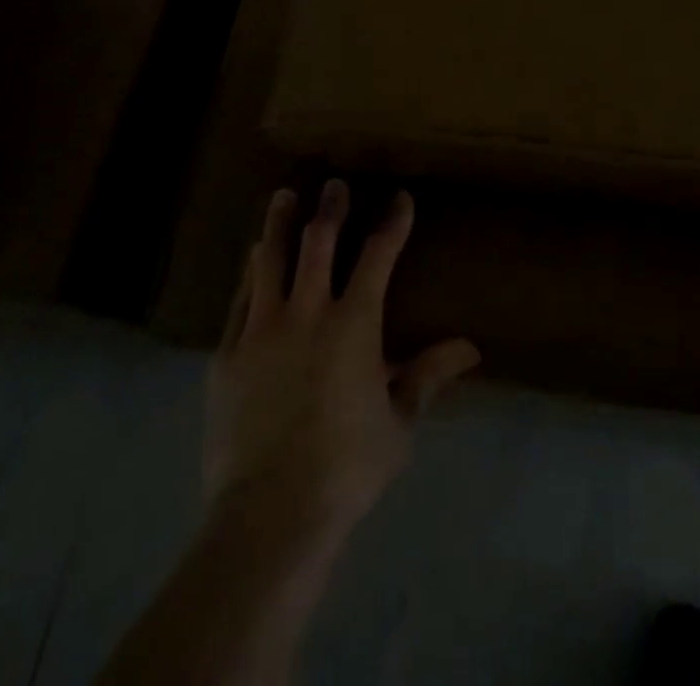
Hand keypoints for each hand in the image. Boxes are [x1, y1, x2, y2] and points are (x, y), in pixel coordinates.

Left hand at [204, 180, 480, 553]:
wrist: (269, 514)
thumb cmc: (346, 467)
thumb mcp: (398, 422)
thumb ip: (428, 375)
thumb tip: (470, 348)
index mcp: (354, 324)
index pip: (378, 256)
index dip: (392, 223)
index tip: (400, 198)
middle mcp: (307, 313)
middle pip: (318, 243)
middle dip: (330, 209)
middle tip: (334, 185)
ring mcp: (262, 330)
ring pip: (271, 259)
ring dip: (280, 223)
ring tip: (284, 196)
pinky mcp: (228, 353)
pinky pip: (240, 298)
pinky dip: (250, 271)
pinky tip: (253, 255)